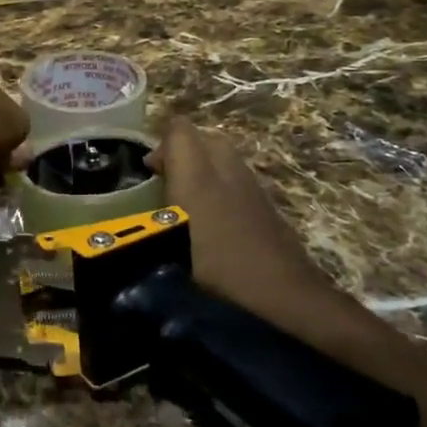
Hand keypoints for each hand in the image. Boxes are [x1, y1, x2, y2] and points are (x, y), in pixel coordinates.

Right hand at [147, 117, 333, 320]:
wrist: (284, 295)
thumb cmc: (219, 270)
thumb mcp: (171, 243)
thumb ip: (146, 221)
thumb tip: (142, 198)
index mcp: (200, 175)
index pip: (179, 131)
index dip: (162, 145)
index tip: (150, 174)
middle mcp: (229, 170)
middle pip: (204, 140)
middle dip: (183, 154)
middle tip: (166, 186)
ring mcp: (253, 186)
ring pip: (224, 160)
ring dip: (203, 171)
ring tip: (187, 206)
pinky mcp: (267, 206)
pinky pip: (238, 181)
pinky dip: (222, 189)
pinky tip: (214, 223)